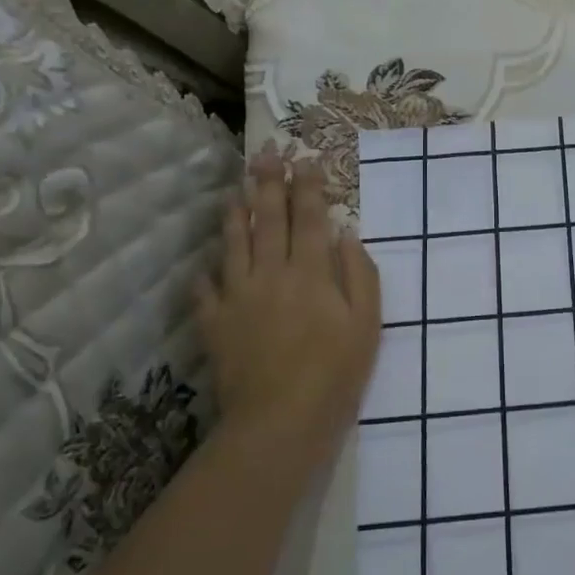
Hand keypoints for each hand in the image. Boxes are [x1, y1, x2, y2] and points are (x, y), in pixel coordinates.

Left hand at [197, 154, 380, 470]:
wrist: (279, 421)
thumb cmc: (336, 372)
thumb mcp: (368, 323)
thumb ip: (360, 274)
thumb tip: (346, 235)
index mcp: (311, 272)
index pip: (310, 218)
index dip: (309, 187)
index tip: (307, 160)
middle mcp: (271, 274)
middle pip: (268, 220)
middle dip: (268, 184)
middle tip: (265, 154)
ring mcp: (238, 298)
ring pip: (233, 245)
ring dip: (235, 214)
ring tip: (235, 189)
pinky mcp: (215, 324)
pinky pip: (206, 290)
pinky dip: (207, 272)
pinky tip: (207, 264)